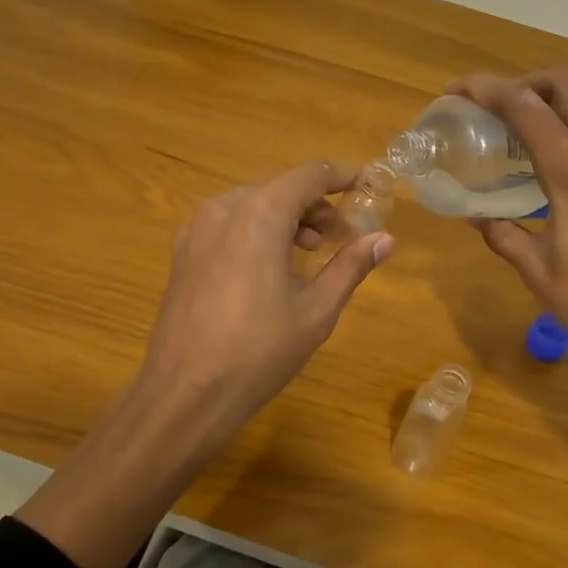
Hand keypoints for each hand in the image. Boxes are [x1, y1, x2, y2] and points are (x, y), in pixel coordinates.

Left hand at [18, 160, 392, 567]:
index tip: (369, 185)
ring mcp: (196, 230)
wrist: (186, 392)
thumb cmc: (259, 351)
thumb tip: (384, 239)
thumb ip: (350, 266)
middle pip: (280, 189)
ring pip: (252, 206)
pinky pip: (228, 226)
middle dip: (315, 207)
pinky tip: (267, 270)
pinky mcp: (182, 253)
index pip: (310, 175)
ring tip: (307, 256)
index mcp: (260, 213)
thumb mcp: (317, 310)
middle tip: (341, 239)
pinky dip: (255, 233)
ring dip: (285, 220)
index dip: (343, 176)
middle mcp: (224, 208)